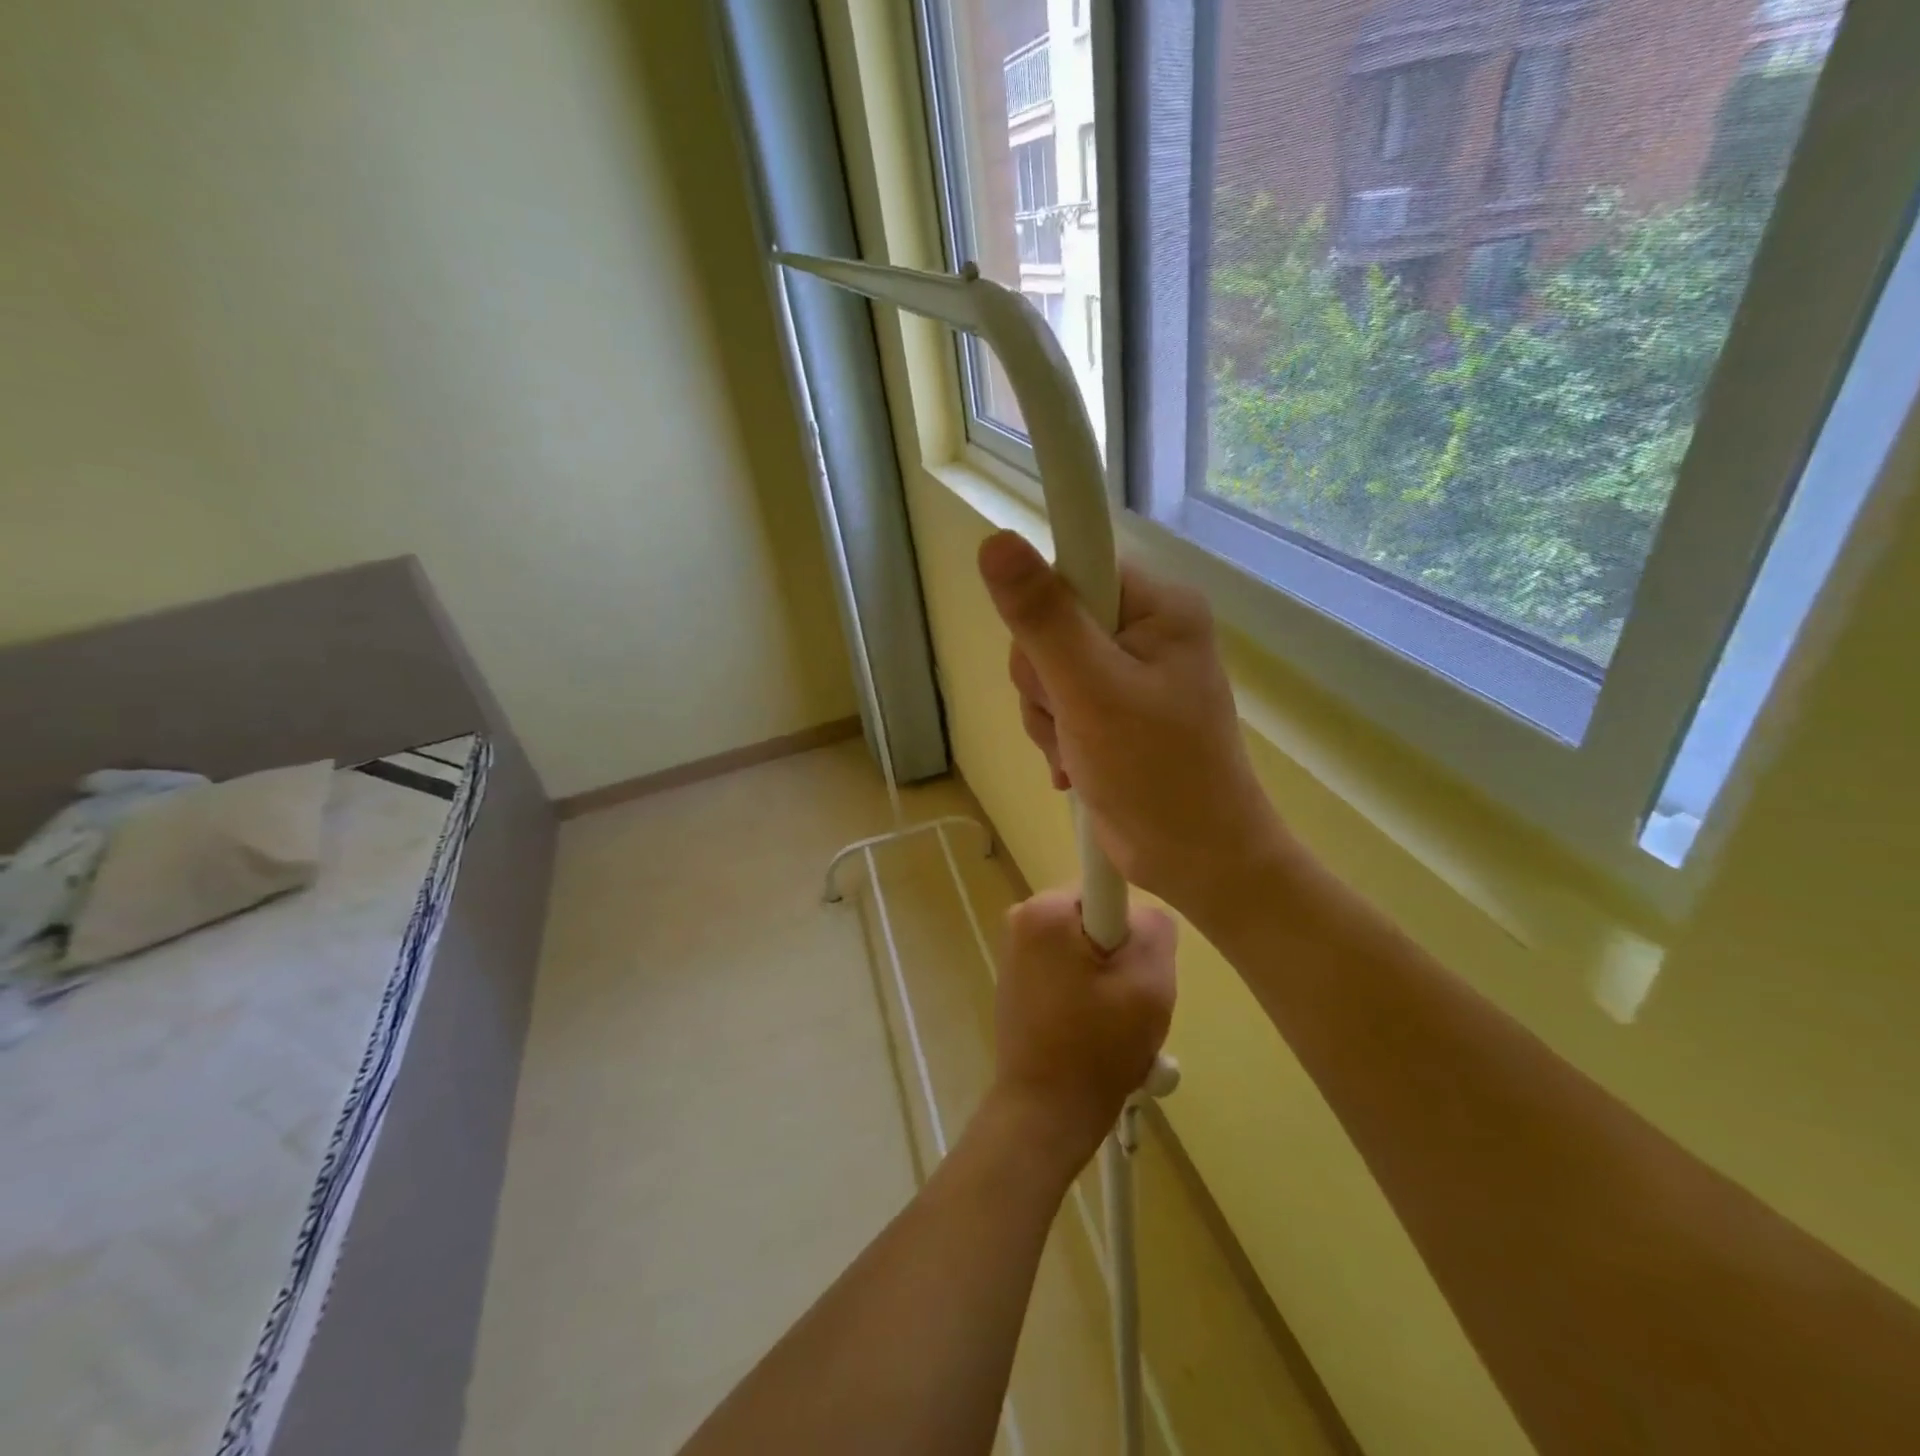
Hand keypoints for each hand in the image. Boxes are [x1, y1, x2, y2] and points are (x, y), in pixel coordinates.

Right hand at [977, 530, 1290, 927]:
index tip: (1052, 660)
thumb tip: (996, 540)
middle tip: (1073, 716)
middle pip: (1051, 622)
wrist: (1195, 860)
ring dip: (1046, 716)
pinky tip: (1075, 765)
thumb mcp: (1091, 691)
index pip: (1075, 568)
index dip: (1048, 611)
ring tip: (1078, 750)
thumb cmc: (1155, 772)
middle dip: (1044, 680)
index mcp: (1158, 606)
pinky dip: (1055, 735)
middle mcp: (1145, 629)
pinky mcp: (1112, 709)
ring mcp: (1127, 671)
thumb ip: (1043, 618)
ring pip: (1044, 668)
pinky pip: (1055, 701)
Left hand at [990, 890, 1175, 1170]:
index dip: (1132, 923)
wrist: (1045, 1113)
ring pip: (1086, 946)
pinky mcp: (1018, 979)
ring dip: (1109, 978)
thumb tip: (1141, 916)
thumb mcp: (1149, 982)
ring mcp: (1016, 951)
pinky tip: (1096, 1029)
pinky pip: (1068, 968)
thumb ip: (1154, 927)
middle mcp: (1022, 919)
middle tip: (1133, 999)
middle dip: (1122, 954)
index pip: (1107, 884)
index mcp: (1044, 911)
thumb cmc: (1098, 1046)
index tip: (1134, 963)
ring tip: (1116, 1022)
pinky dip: (1089, 991)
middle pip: (1097, 917)